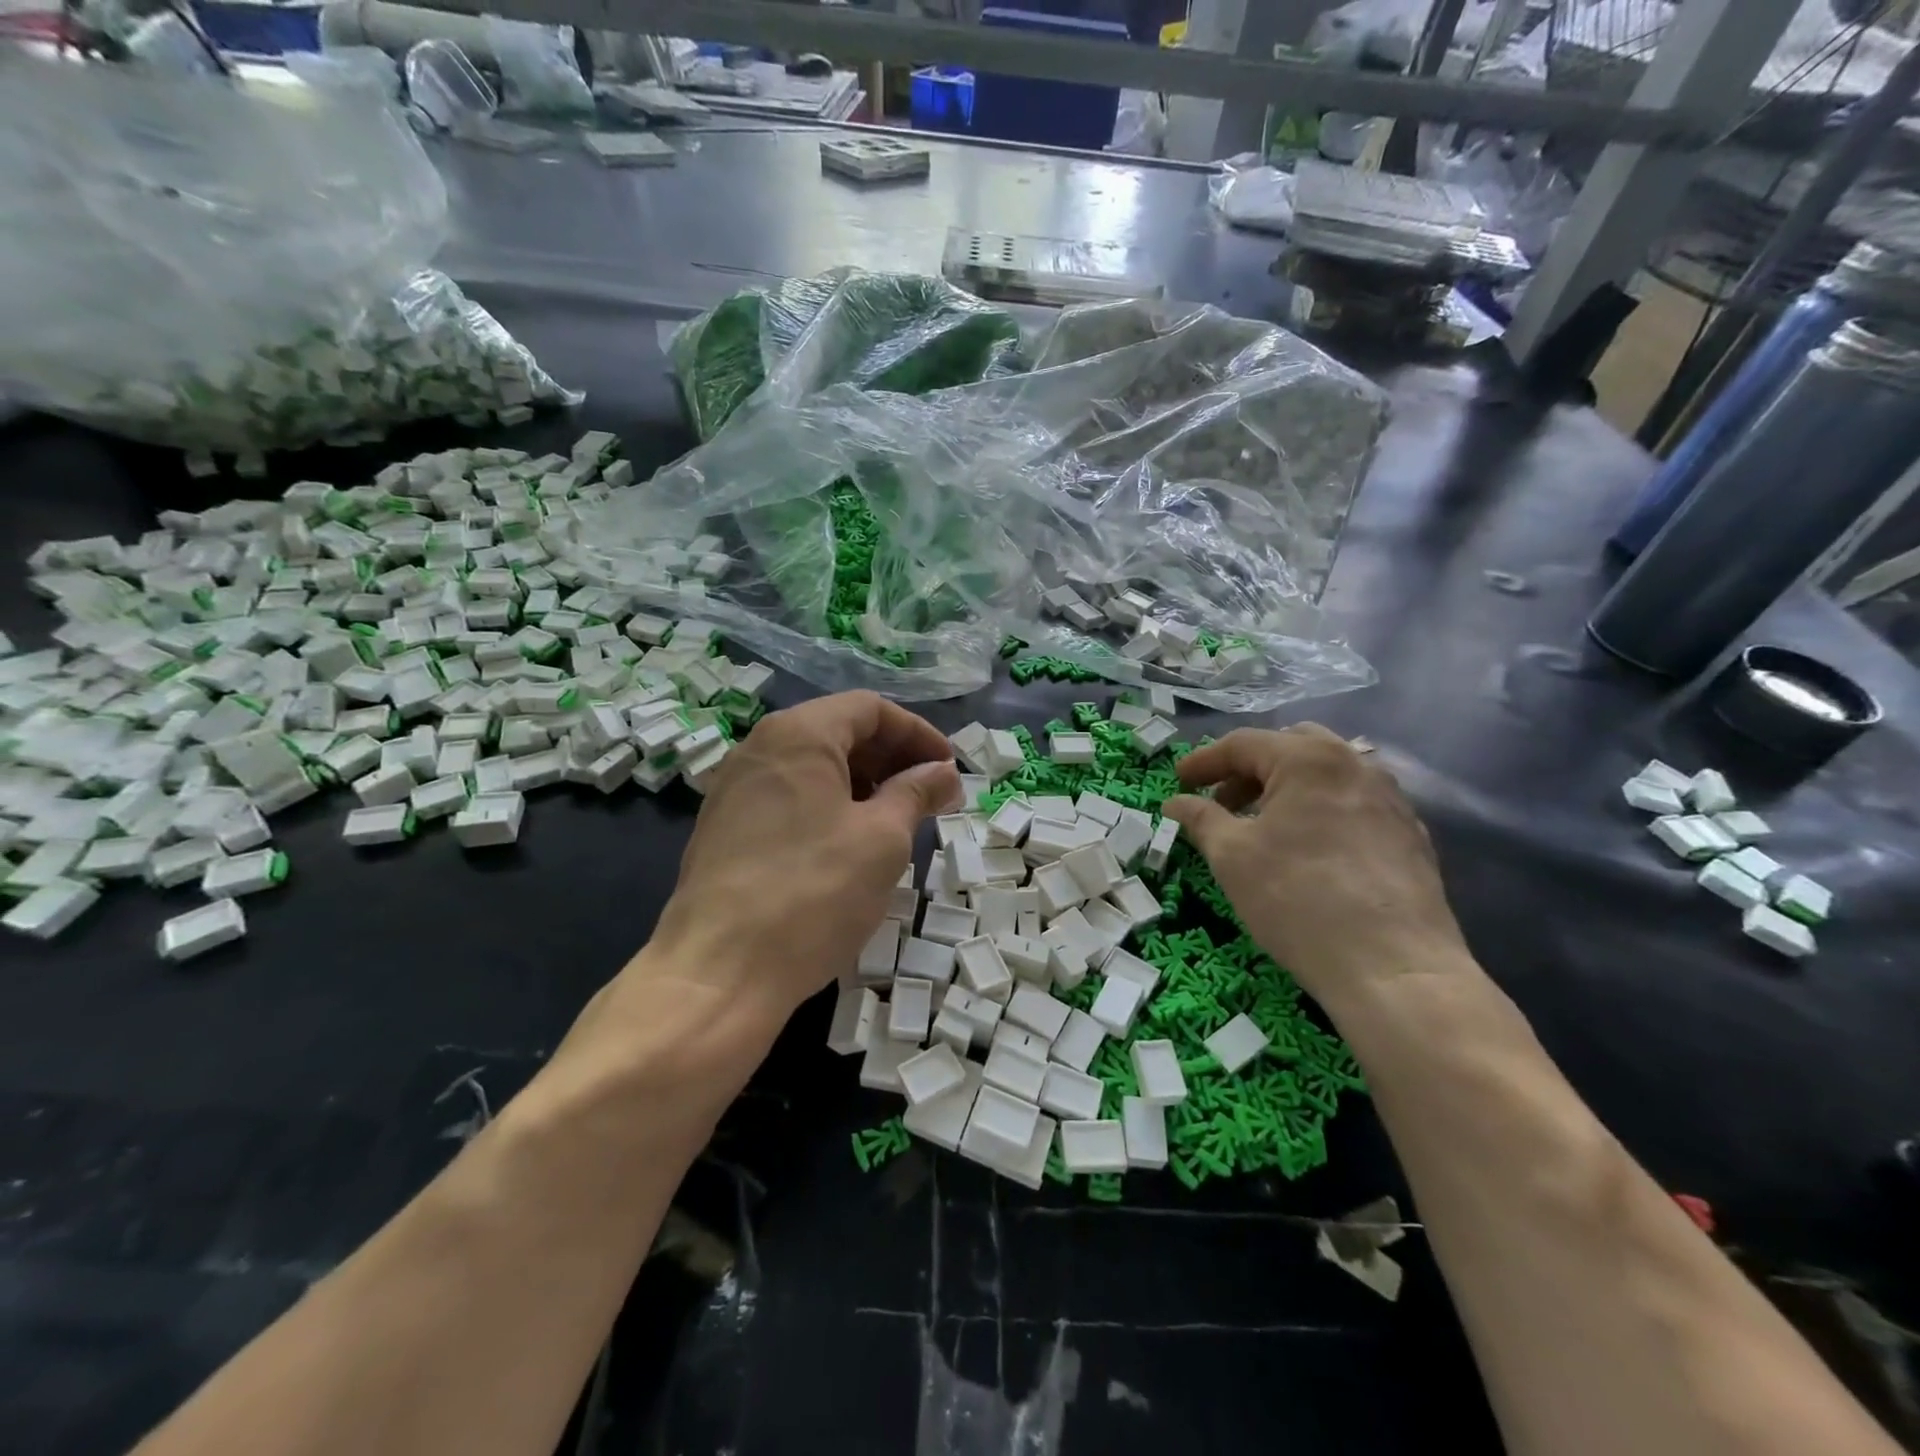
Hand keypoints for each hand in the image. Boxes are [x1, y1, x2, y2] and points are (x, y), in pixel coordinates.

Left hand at [645, 691, 961, 1019]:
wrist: (719, 972)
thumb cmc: (814, 893)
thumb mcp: (882, 839)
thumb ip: (916, 793)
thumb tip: (943, 774)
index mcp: (799, 734)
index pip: (870, 709)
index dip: (918, 734)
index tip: (948, 770)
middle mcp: (760, 748)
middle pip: (839, 732)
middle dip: (892, 758)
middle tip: (930, 797)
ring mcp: (735, 788)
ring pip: (813, 767)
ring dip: (863, 784)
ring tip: (897, 822)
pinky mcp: (724, 827)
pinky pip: (789, 797)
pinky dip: (829, 806)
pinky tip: (850, 844)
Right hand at [1163, 725, 1467, 1004]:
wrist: (1394, 968)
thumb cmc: (1297, 899)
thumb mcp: (1231, 856)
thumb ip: (1200, 819)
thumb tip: (1176, 802)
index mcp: (1308, 758)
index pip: (1243, 744)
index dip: (1204, 761)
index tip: (1178, 782)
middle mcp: (1355, 763)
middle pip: (1289, 747)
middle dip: (1249, 769)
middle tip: (1221, 802)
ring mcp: (1391, 798)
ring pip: (1326, 774)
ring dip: (1286, 788)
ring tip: (1262, 826)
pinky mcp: (1410, 834)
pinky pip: (1354, 803)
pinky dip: (1320, 810)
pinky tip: (1308, 849)